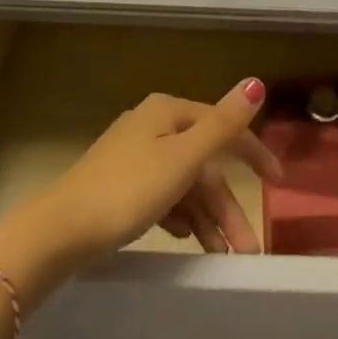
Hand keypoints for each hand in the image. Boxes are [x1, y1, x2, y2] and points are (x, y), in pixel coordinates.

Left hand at [0, 79, 280, 303]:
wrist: (59, 232)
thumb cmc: (128, 191)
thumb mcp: (183, 158)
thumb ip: (223, 124)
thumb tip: (257, 82)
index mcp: (168, 112)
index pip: (222, 127)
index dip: (252, 153)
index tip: (278, 183)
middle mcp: (152, 125)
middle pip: (203, 162)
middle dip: (226, 205)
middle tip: (245, 249)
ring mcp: (133, 155)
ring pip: (184, 183)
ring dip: (206, 217)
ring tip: (222, 255)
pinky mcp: (119, 184)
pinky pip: (163, 196)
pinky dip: (180, 216)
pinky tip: (185, 238)